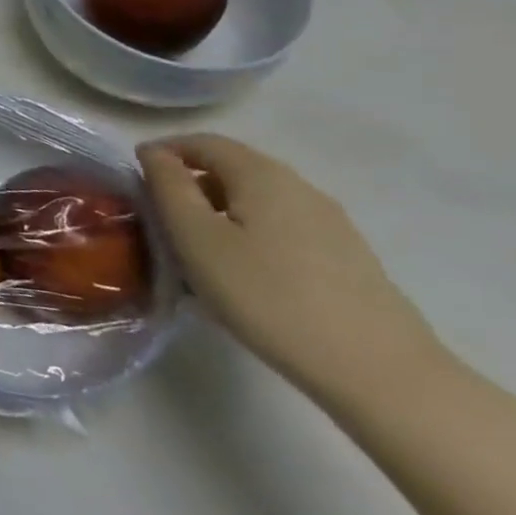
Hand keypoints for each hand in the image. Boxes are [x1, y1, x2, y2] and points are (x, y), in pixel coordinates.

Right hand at [138, 134, 443, 400]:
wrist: (380, 372)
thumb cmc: (268, 296)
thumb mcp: (197, 239)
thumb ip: (169, 188)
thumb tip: (154, 153)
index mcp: (261, 174)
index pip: (203, 142)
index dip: (164, 151)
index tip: (135, 177)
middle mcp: (299, 186)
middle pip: (233, 168)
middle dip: (191, 183)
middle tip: (160, 217)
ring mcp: (330, 222)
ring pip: (258, 200)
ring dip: (219, 211)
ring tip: (197, 250)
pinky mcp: (347, 257)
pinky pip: (282, 227)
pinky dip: (249, 233)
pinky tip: (243, 273)